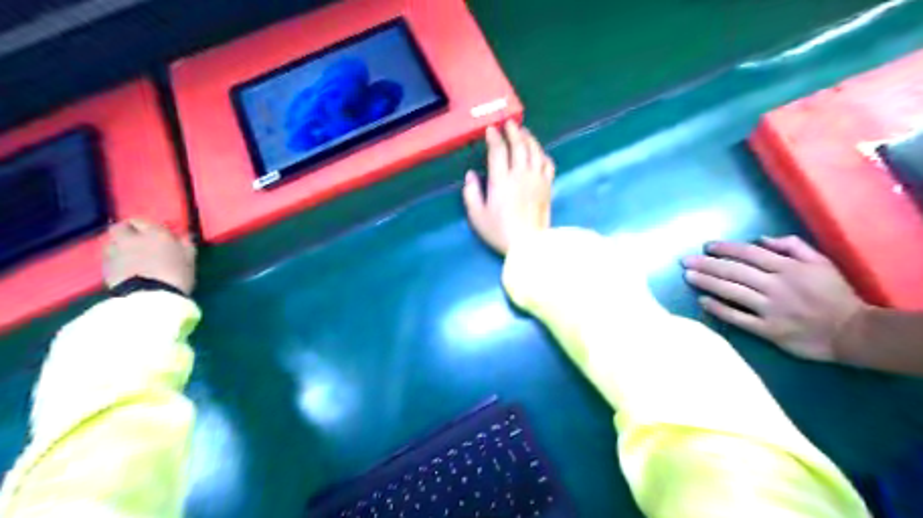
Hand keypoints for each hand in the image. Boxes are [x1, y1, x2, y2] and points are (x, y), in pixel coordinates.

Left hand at [103, 219, 196, 295]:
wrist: (150, 296)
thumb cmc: (176, 274)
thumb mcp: (189, 259)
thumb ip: (185, 245)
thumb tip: (184, 237)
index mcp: (155, 233)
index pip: (142, 221)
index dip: (146, 227)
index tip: (153, 234)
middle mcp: (131, 238)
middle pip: (120, 227)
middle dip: (126, 231)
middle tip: (136, 240)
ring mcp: (115, 252)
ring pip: (112, 242)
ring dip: (119, 246)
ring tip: (130, 256)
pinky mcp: (105, 268)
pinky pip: (109, 258)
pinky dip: (115, 260)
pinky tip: (125, 268)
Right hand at [461, 118, 554, 253]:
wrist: (529, 244)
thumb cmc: (500, 231)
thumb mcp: (477, 216)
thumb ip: (471, 193)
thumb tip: (471, 175)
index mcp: (501, 180)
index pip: (498, 151)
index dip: (494, 137)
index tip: (491, 129)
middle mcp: (520, 174)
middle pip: (519, 145)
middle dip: (513, 131)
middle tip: (508, 123)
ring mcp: (537, 179)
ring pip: (535, 151)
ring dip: (529, 138)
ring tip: (523, 131)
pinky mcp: (548, 186)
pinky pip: (548, 163)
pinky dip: (543, 154)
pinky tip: (539, 152)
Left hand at [676, 236, 865, 361]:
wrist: (854, 333)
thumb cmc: (835, 294)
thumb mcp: (821, 262)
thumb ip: (792, 246)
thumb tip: (760, 238)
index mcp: (789, 268)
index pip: (749, 254)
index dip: (726, 249)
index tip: (706, 246)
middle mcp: (777, 286)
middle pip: (735, 272)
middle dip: (707, 264)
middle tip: (685, 261)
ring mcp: (771, 309)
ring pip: (732, 292)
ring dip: (707, 282)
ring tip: (688, 276)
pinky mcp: (768, 330)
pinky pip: (738, 318)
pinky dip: (718, 309)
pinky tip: (702, 301)